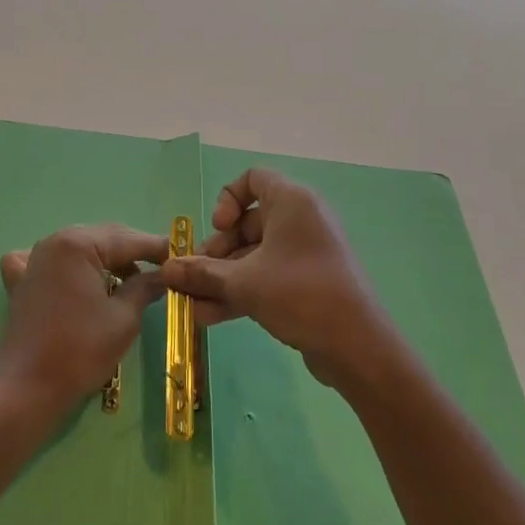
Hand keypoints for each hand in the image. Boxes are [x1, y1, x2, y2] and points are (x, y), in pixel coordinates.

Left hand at [0, 225, 167, 407]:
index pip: (128, 239)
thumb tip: (163, 275)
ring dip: (107, 260)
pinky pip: (52, 262)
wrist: (26, 389)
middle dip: (134, 253)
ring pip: (81, 249)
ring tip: (133, 281)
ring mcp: (34, 260)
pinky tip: (79, 280)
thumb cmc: (79, 350)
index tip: (182, 256)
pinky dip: (71, 266)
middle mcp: (54, 242)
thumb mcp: (123, 318)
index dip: (158, 248)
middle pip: (104, 239)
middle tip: (163, 270)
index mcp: (78, 244)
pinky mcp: (23, 281)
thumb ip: (145, 288)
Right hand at [163, 169, 395, 389]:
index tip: (218, 228)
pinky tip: (211, 316)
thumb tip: (167, 271)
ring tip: (194, 304)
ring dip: (224, 277)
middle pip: (249, 222)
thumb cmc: (299, 294)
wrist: (357, 346)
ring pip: (256, 254)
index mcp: (292, 201)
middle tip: (196, 277)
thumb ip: (202, 273)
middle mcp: (302, 219)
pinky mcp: (310, 282)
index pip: (254, 178)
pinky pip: (269, 275)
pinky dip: (243, 290)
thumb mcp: (243, 283)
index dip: (228, 199)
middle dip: (217, 251)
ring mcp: (308, 252)